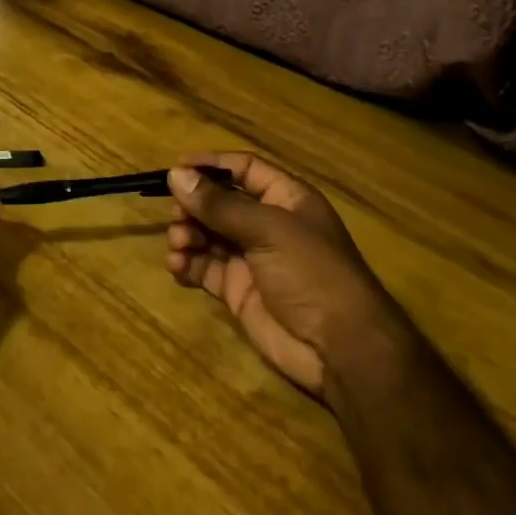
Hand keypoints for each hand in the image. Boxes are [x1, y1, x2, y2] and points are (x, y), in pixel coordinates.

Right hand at [165, 152, 405, 396]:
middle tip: (177, 215)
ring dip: (188, 234)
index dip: (211, 165)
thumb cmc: (312, 273)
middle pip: (221, 203)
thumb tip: (176, 174)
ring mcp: (253, 259)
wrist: (340, 348)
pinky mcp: (239, 291)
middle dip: (195, 205)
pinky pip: (206, 269)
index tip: (175, 168)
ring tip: (179, 243)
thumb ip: (220, 204)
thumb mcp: (268, 230)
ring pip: (209, 235)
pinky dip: (188, 265)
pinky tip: (177, 266)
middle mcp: (268, 225)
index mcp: (286, 199)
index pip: (244, 169)